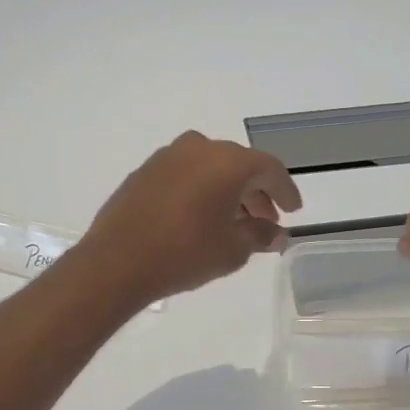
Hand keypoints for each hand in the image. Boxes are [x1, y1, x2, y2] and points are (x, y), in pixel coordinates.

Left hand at [78, 132, 302, 306]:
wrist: (116, 262)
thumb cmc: (185, 253)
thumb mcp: (232, 250)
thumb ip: (261, 236)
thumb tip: (277, 234)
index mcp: (228, 162)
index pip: (269, 169)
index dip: (285, 191)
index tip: (293, 210)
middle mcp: (200, 148)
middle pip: (239, 165)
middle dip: (256, 192)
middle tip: (266, 220)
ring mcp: (168, 156)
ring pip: (211, 168)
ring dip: (228, 190)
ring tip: (234, 222)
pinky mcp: (145, 171)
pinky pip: (186, 174)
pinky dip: (201, 189)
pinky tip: (201, 216)